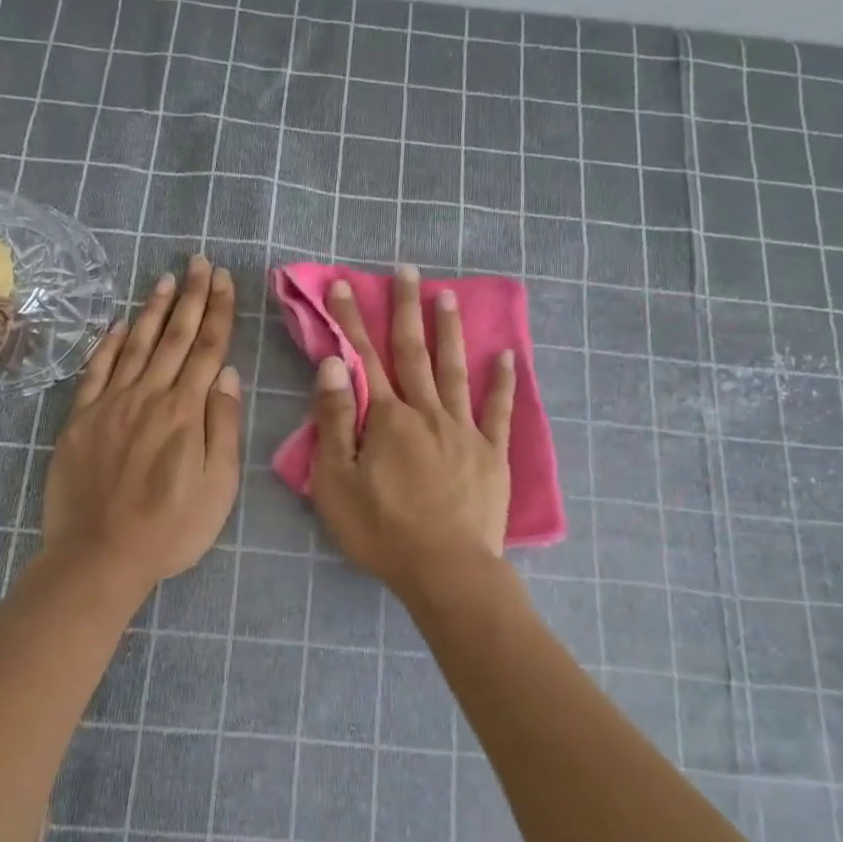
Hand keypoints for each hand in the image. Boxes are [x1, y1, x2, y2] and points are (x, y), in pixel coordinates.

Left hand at [41, 255, 242, 590]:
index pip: (206, 348)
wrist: (99, 556)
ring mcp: (110, 405)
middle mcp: (148, 396)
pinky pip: (96, 371)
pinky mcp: (80, 419)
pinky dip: (108, 343)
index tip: (223, 279)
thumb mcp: (218, 486)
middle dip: (190, 296)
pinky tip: (119, 324)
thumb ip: (222, 426)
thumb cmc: (171, 528)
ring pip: (136, 345)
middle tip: (198, 262)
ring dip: (152, 309)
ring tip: (166, 278)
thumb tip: (227, 374)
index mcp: (185, 412)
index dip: (217, 311)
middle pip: (174, 337)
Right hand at [307, 266, 514, 598]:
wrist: (446, 571)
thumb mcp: (337, 482)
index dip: (352, 320)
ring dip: (449, 331)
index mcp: (387, 419)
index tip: (345, 285)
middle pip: (413, 352)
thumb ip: (336, 419)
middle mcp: (427, 412)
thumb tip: (334, 363)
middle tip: (408, 270)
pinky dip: (503, 381)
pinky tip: (507, 355)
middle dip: (406, 309)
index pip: (365, 358)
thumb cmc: (382, 532)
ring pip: (455, 370)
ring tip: (448, 295)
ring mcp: (464, 430)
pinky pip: (498, 410)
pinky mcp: (492, 453)